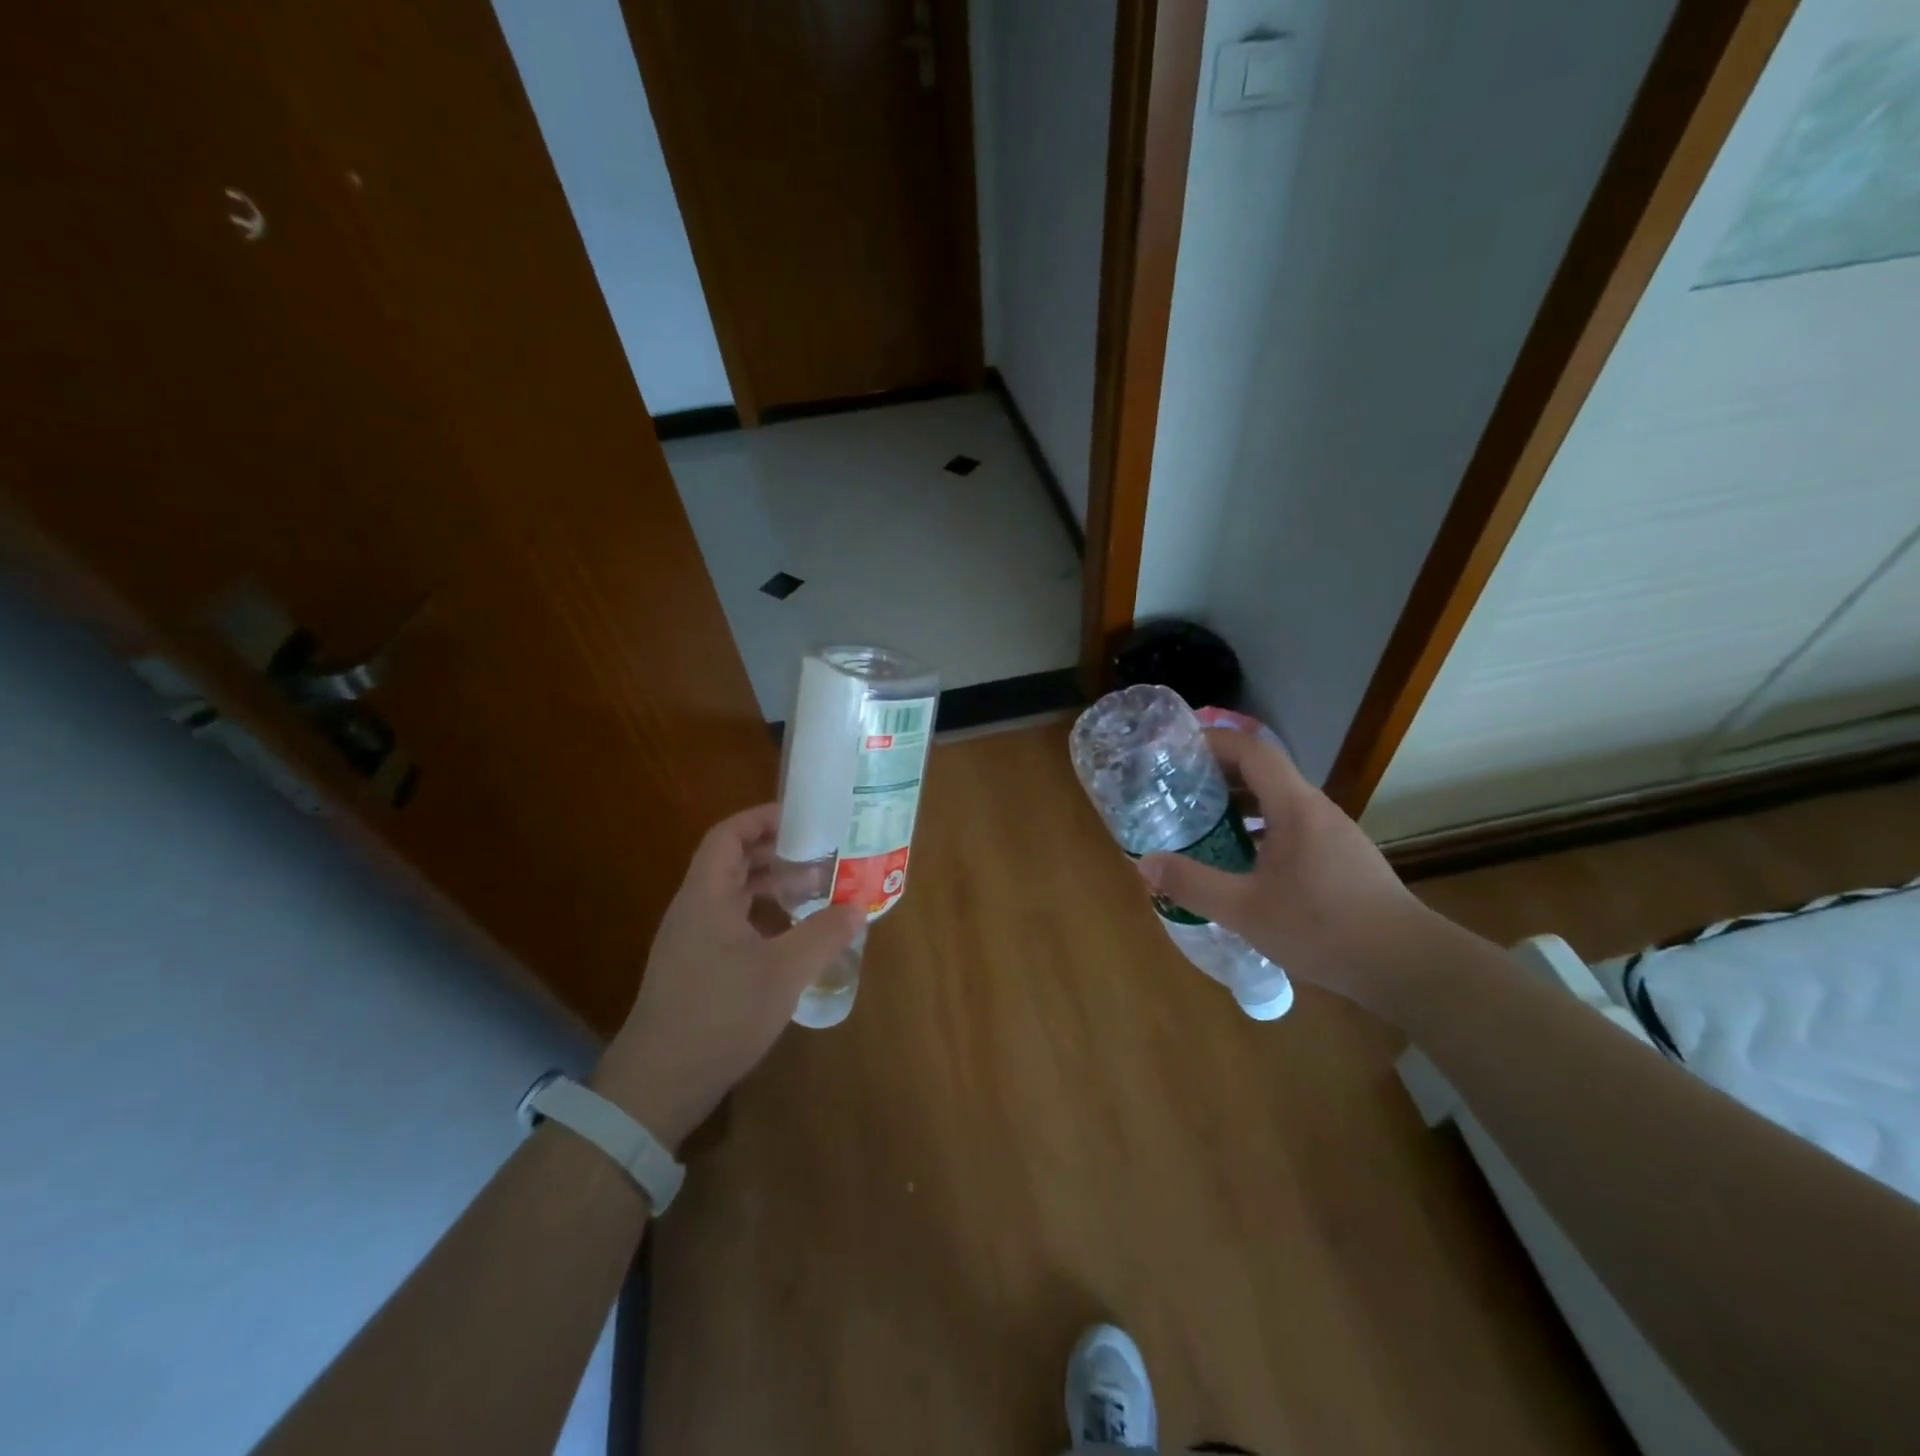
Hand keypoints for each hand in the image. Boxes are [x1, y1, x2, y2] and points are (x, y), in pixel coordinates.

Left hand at [592, 804, 863, 1148]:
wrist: (658, 1085)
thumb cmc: (719, 1015)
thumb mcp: (783, 972)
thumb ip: (823, 934)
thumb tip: (858, 907)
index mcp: (706, 897)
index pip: (728, 835)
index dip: (762, 819)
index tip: (804, 817)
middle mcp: (695, 911)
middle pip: (734, 863)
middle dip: (778, 853)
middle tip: (822, 854)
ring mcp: (692, 942)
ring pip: (736, 897)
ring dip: (774, 888)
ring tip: (817, 891)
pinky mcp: (697, 970)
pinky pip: (734, 925)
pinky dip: (766, 919)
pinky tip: (794, 937)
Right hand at [1138, 729, 1434, 1013]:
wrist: (1407, 965)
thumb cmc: (1324, 929)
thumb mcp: (1245, 910)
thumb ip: (1193, 884)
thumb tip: (1145, 863)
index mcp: (1294, 807)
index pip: (1251, 750)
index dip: (1212, 740)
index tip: (1175, 747)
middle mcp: (1315, 809)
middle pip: (1262, 771)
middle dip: (1217, 773)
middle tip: (1175, 788)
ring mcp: (1333, 833)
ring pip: (1277, 801)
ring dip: (1238, 803)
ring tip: (1200, 821)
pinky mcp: (1341, 857)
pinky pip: (1290, 825)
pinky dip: (1258, 828)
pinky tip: (1240, 860)